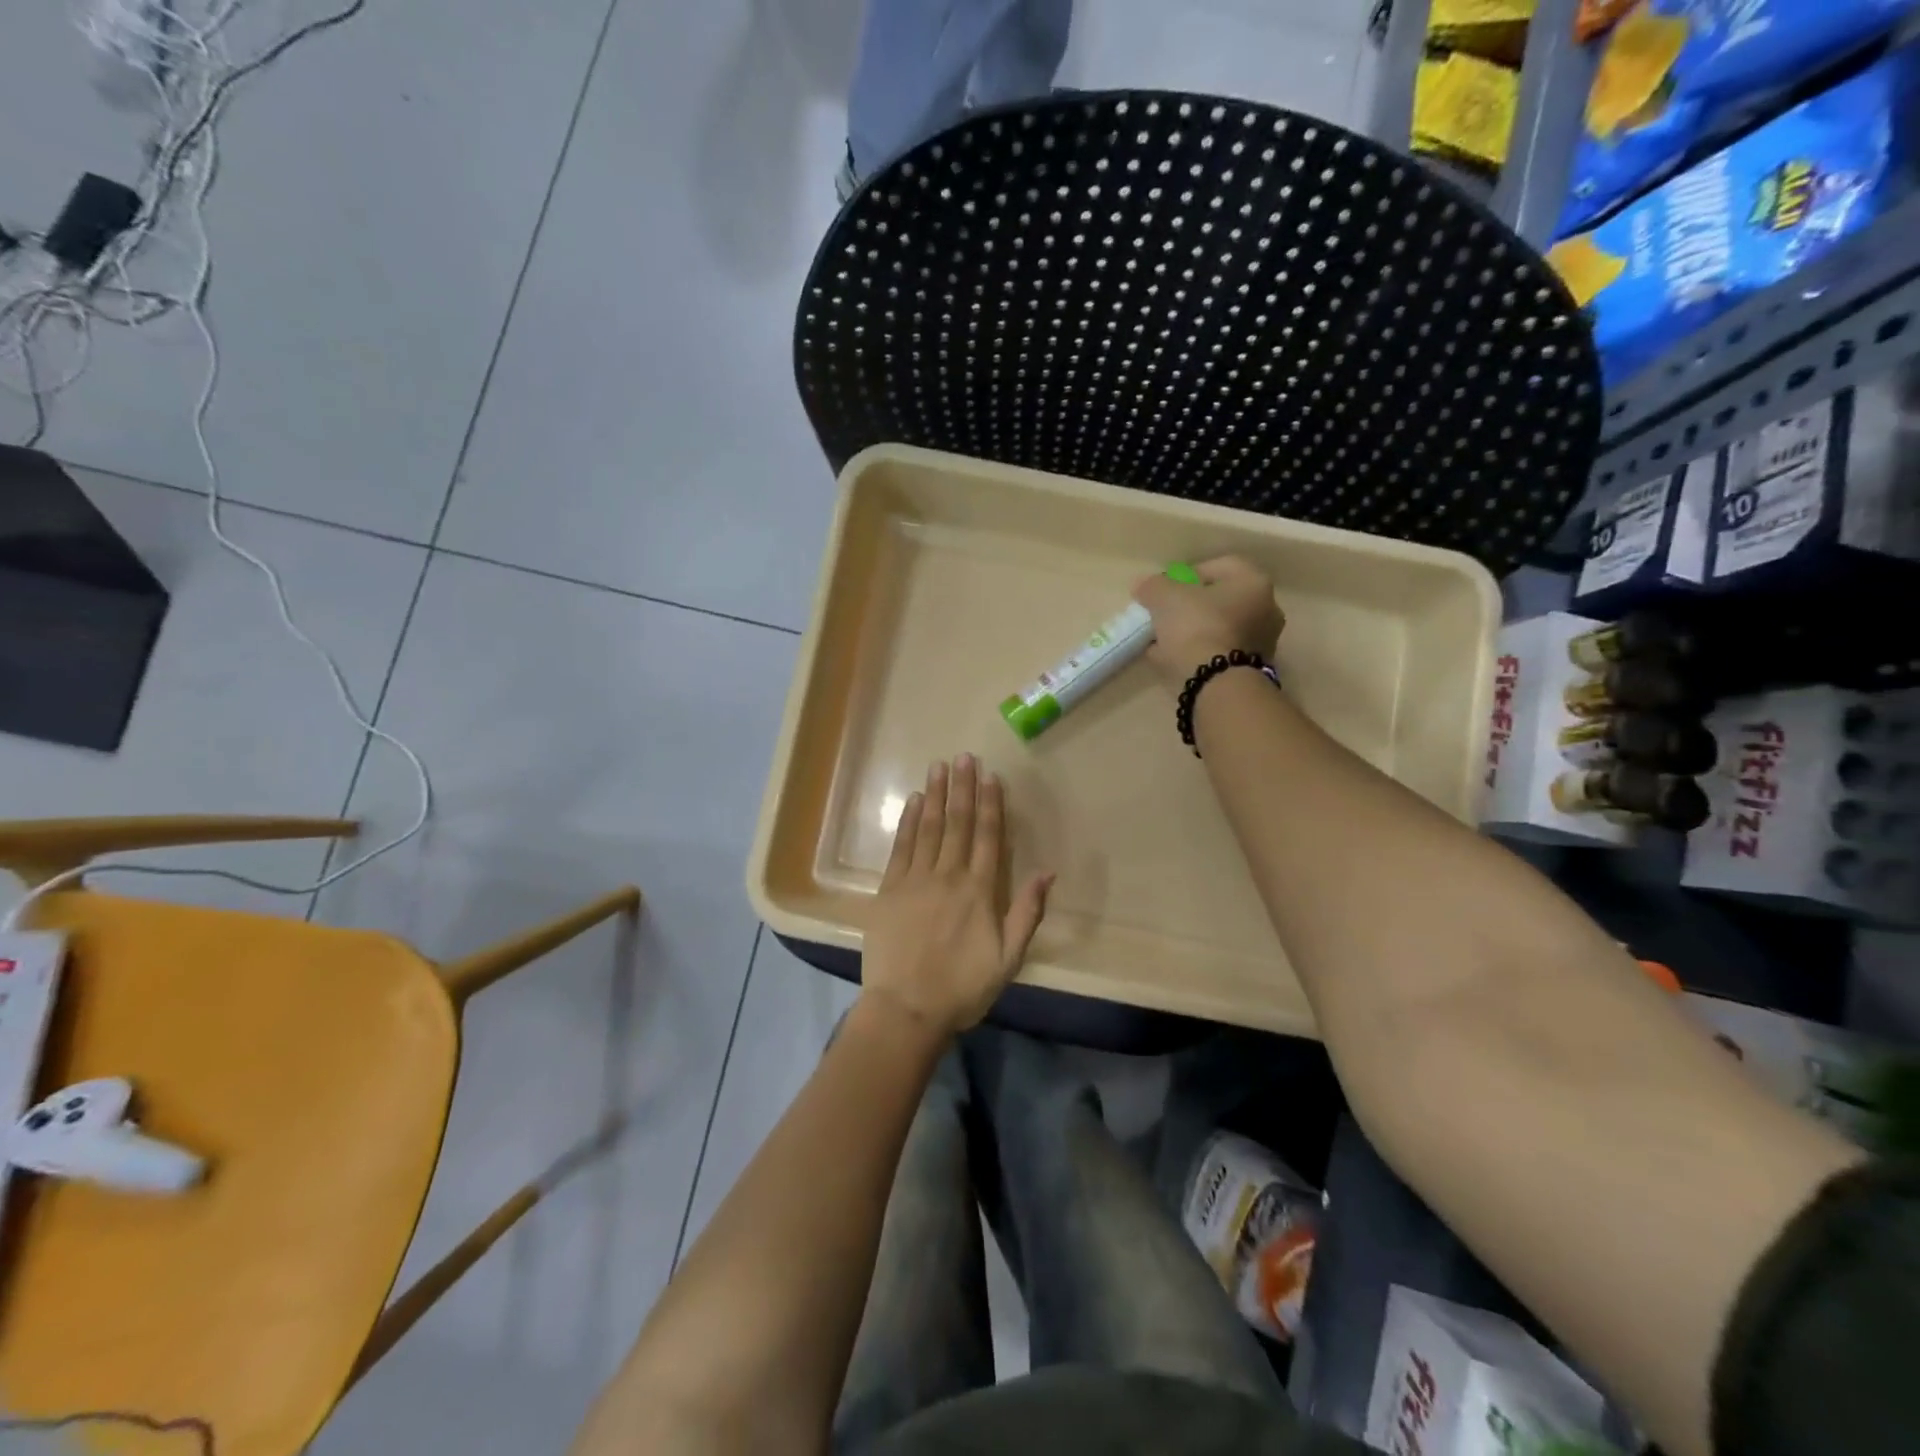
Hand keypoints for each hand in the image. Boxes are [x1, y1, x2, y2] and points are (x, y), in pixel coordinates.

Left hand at [861, 755, 1053, 1039]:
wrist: (906, 1009)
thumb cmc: (963, 988)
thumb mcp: (1009, 959)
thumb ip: (1027, 913)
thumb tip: (1048, 872)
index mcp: (979, 891)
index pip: (987, 837)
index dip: (989, 804)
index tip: (990, 776)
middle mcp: (948, 876)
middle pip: (957, 823)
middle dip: (962, 788)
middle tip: (964, 756)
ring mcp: (915, 880)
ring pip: (928, 828)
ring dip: (935, 795)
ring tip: (939, 766)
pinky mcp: (889, 890)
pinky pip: (901, 847)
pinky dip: (908, 822)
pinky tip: (913, 801)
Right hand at [1132, 555, 1285, 687]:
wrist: (1217, 683)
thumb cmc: (1197, 627)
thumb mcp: (1165, 597)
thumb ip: (1153, 586)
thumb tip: (1144, 586)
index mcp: (1253, 582)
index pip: (1220, 566)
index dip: (1188, 573)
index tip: (1166, 589)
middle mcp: (1266, 609)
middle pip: (1220, 600)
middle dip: (1190, 606)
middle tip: (1164, 615)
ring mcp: (1261, 642)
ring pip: (1219, 629)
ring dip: (1192, 632)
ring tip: (1162, 642)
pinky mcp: (1250, 669)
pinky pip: (1218, 653)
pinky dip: (1198, 654)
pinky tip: (1173, 661)